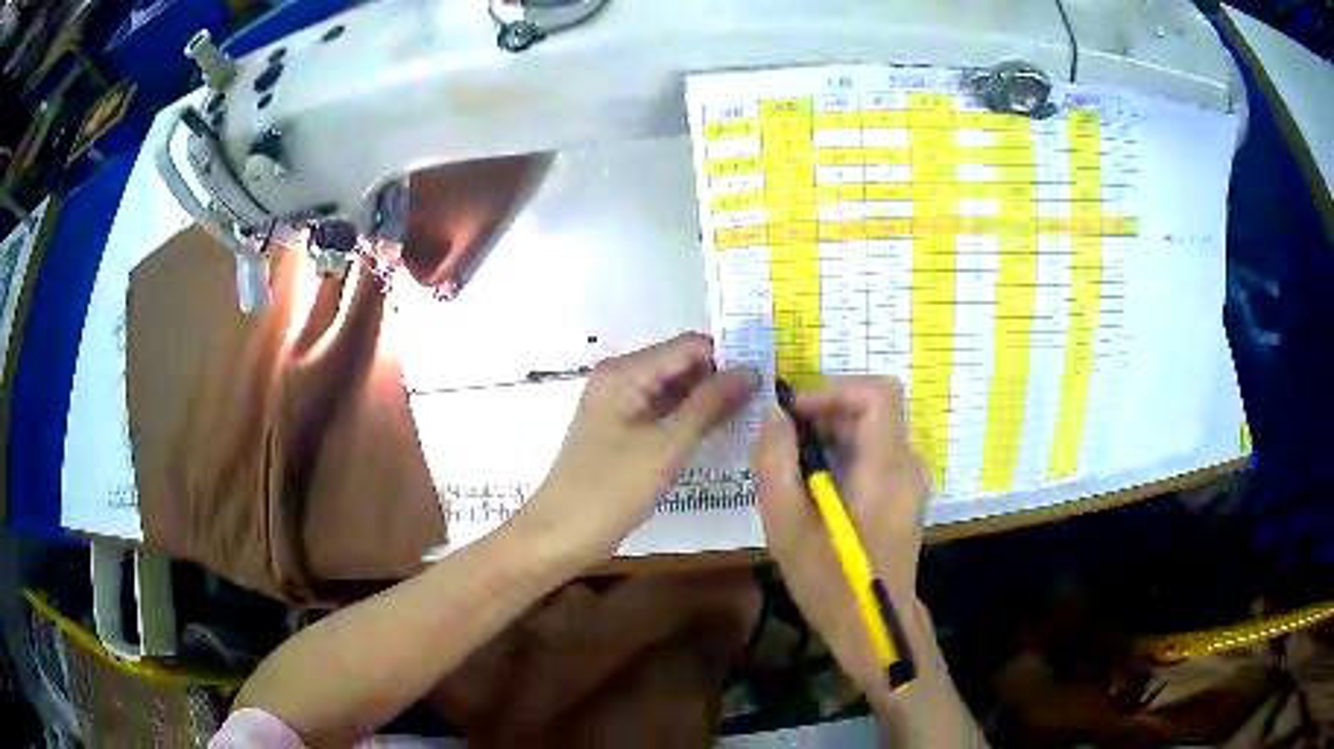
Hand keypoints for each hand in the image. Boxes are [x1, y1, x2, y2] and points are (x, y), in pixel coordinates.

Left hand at [521, 333, 758, 565]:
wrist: (562, 535)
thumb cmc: (611, 488)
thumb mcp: (666, 446)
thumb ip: (710, 404)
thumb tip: (751, 370)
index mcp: (625, 371)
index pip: (689, 346)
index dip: (729, 356)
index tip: (771, 373)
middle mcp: (621, 378)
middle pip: (682, 365)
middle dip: (722, 377)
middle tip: (770, 395)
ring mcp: (621, 406)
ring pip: (676, 391)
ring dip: (710, 400)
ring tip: (757, 411)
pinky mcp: (624, 432)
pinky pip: (665, 413)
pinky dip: (692, 419)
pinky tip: (724, 430)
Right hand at [753, 376, 931, 706]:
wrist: (873, 627)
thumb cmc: (830, 581)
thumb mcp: (786, 527)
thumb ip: (775, 464)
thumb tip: (774, 415)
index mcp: (885, 468)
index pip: (879, 393)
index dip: (834, 390)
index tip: (796, 413)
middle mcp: (907, 465)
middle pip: (874, 409)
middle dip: (827, 412)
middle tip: (785, 440)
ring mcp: (911, 482)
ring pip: (875, 431)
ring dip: (833, 434)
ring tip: (795, 466)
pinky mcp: (906, 497)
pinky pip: (878, 454)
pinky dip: (846, 453)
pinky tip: (818, 487)